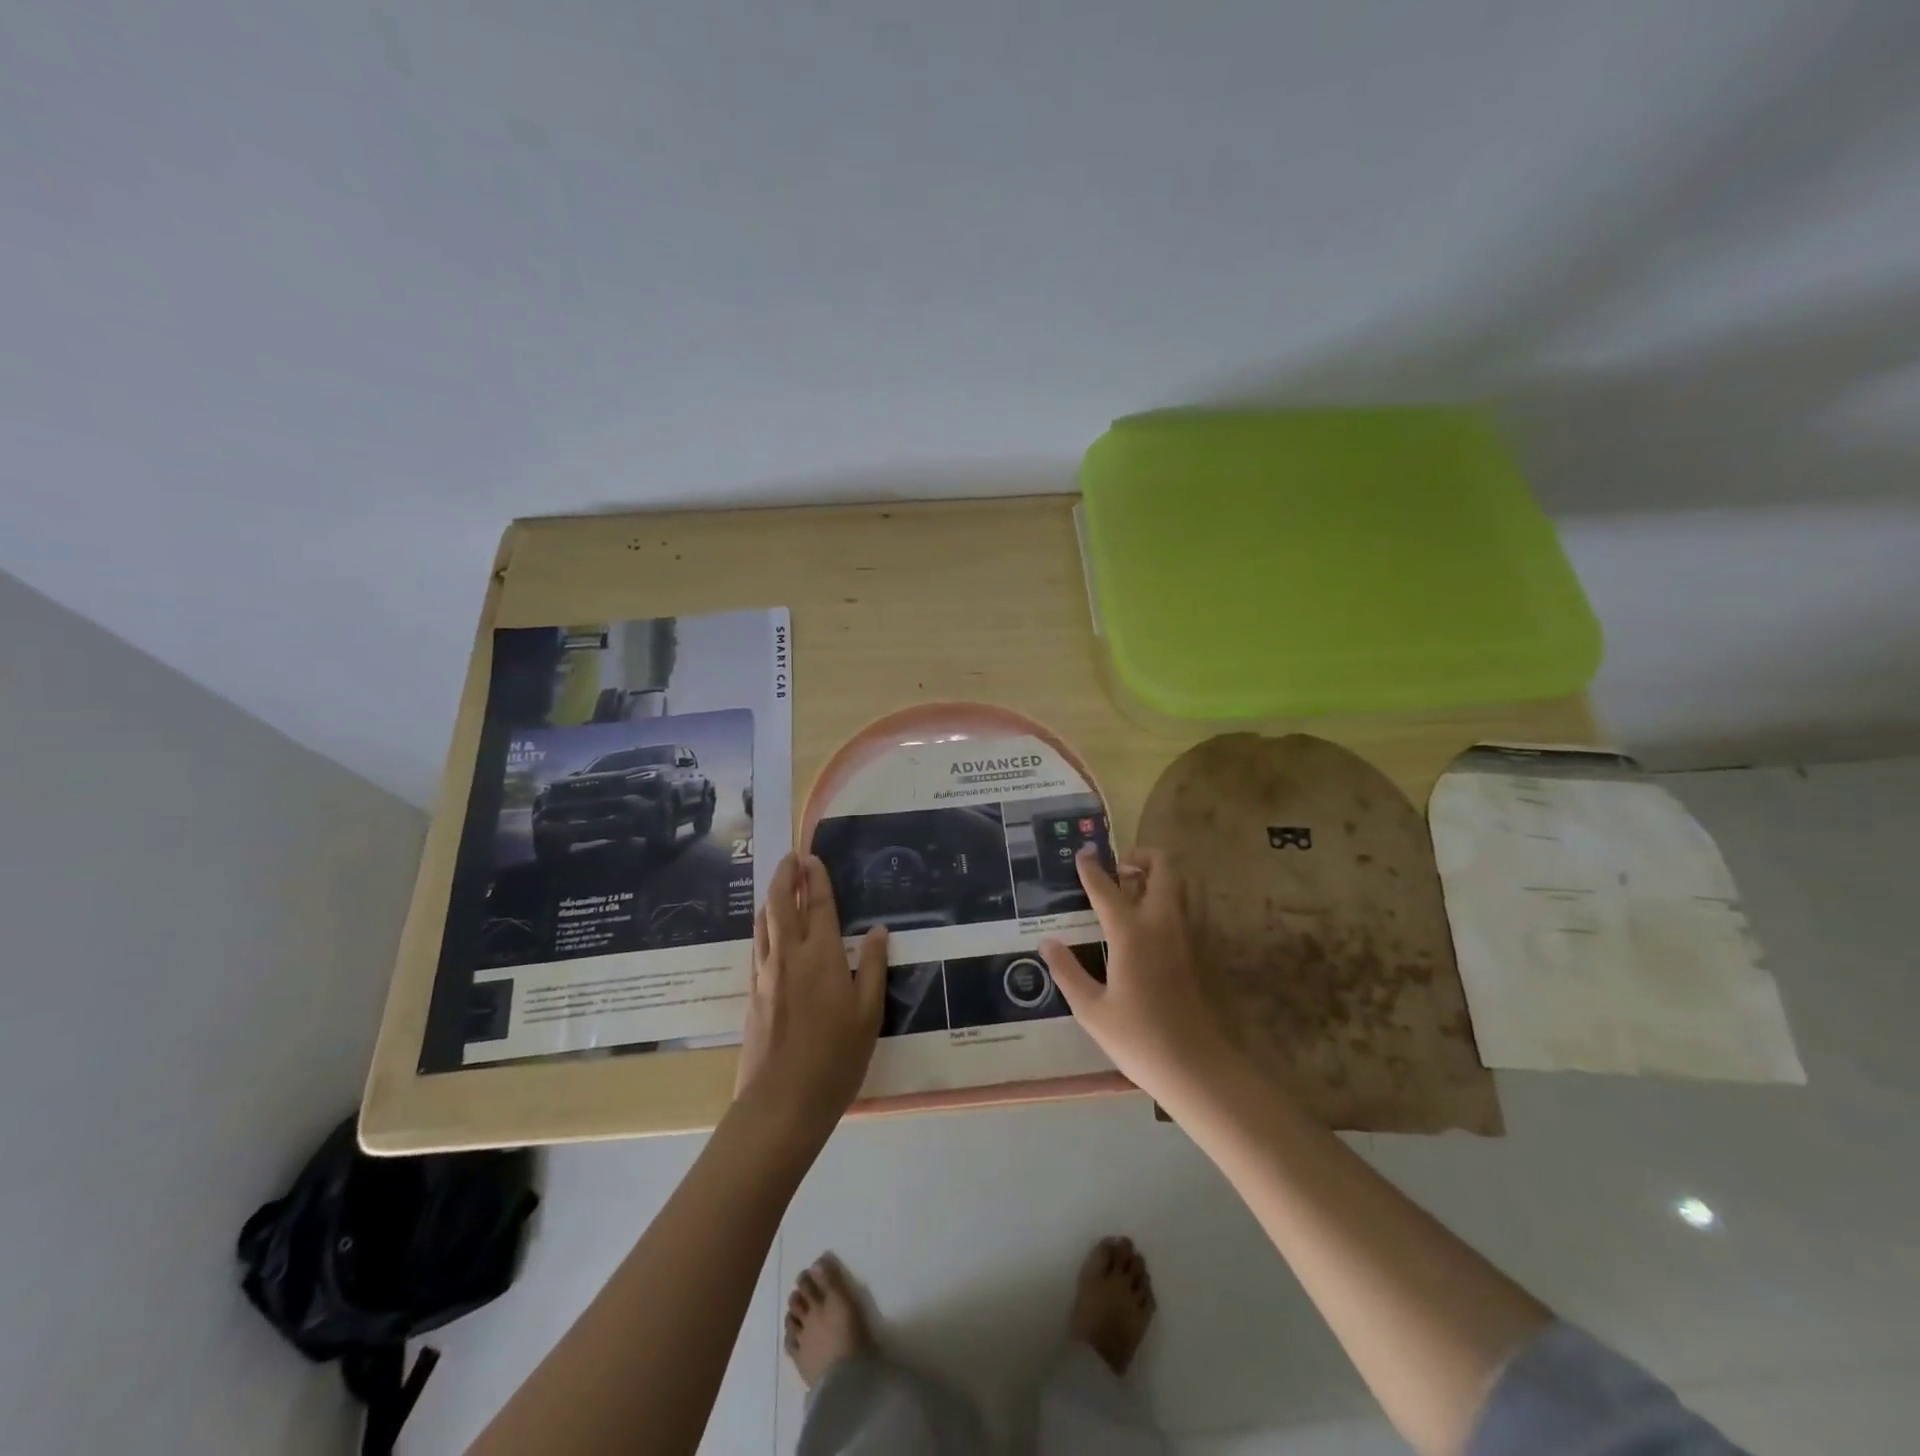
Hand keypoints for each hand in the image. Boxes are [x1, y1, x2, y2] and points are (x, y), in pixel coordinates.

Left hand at [735, 854, 887, 1139]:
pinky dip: (764, 926)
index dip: (816, 879)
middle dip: (786, 877)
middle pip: (782, 904)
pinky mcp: (753, 993)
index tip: (812, 858)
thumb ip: (873, 966)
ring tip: (779, 884)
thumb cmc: (836, 1057)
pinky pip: (758, 945)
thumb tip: (878, 930)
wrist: (782, 1102)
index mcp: (822, 956)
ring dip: (772, 897)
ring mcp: (766, 974)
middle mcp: (790, 955)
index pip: (819, 905)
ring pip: (765, 923)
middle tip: (791, 858)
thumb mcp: (869, 1013)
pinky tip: (768, 930)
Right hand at [1040, 846, 1241, 1103]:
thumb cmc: (1139, 1039)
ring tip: (1138, 891)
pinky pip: (1192, 908)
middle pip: (1162, 868)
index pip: (1106, 888)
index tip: (1082, 855)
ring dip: (1161, 876)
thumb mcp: (1091, 1010)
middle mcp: (1163, 923)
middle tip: (1119, 871)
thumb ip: (1067, 971)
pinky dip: (1174, 900)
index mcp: (1131, 933)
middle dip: (1141, 857)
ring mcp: (1189, 935)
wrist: (1198, 1068)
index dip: (1091, 869)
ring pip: (1183, 884)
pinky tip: (1156, 926)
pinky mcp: (1204, 951)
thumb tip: (1048, 943)